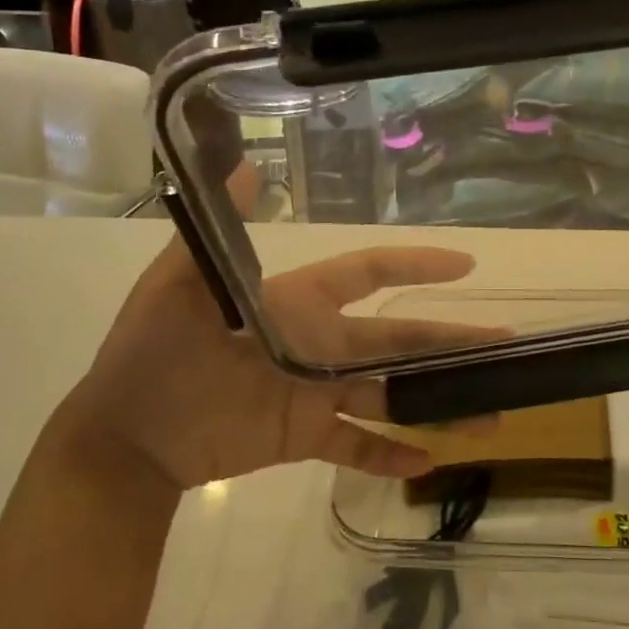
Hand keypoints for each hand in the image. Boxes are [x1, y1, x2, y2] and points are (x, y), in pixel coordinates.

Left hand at [66, 174, 495, 491]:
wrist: (123, 436)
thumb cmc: (152, 353)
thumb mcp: (177, 286)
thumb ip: (214, 234)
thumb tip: (237, 166)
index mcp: (300, 303)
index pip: (369, 274)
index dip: (415, 264)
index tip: (464, 263)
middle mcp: (319, 343)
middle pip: (398, 337)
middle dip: (450, 341)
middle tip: (505, 346)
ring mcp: (315, 392)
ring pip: (389, 394)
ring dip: (436, 404)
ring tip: (489, 416)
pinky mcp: (303, 437)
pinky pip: (355, 445)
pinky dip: (387, 454)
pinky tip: (428, 462)